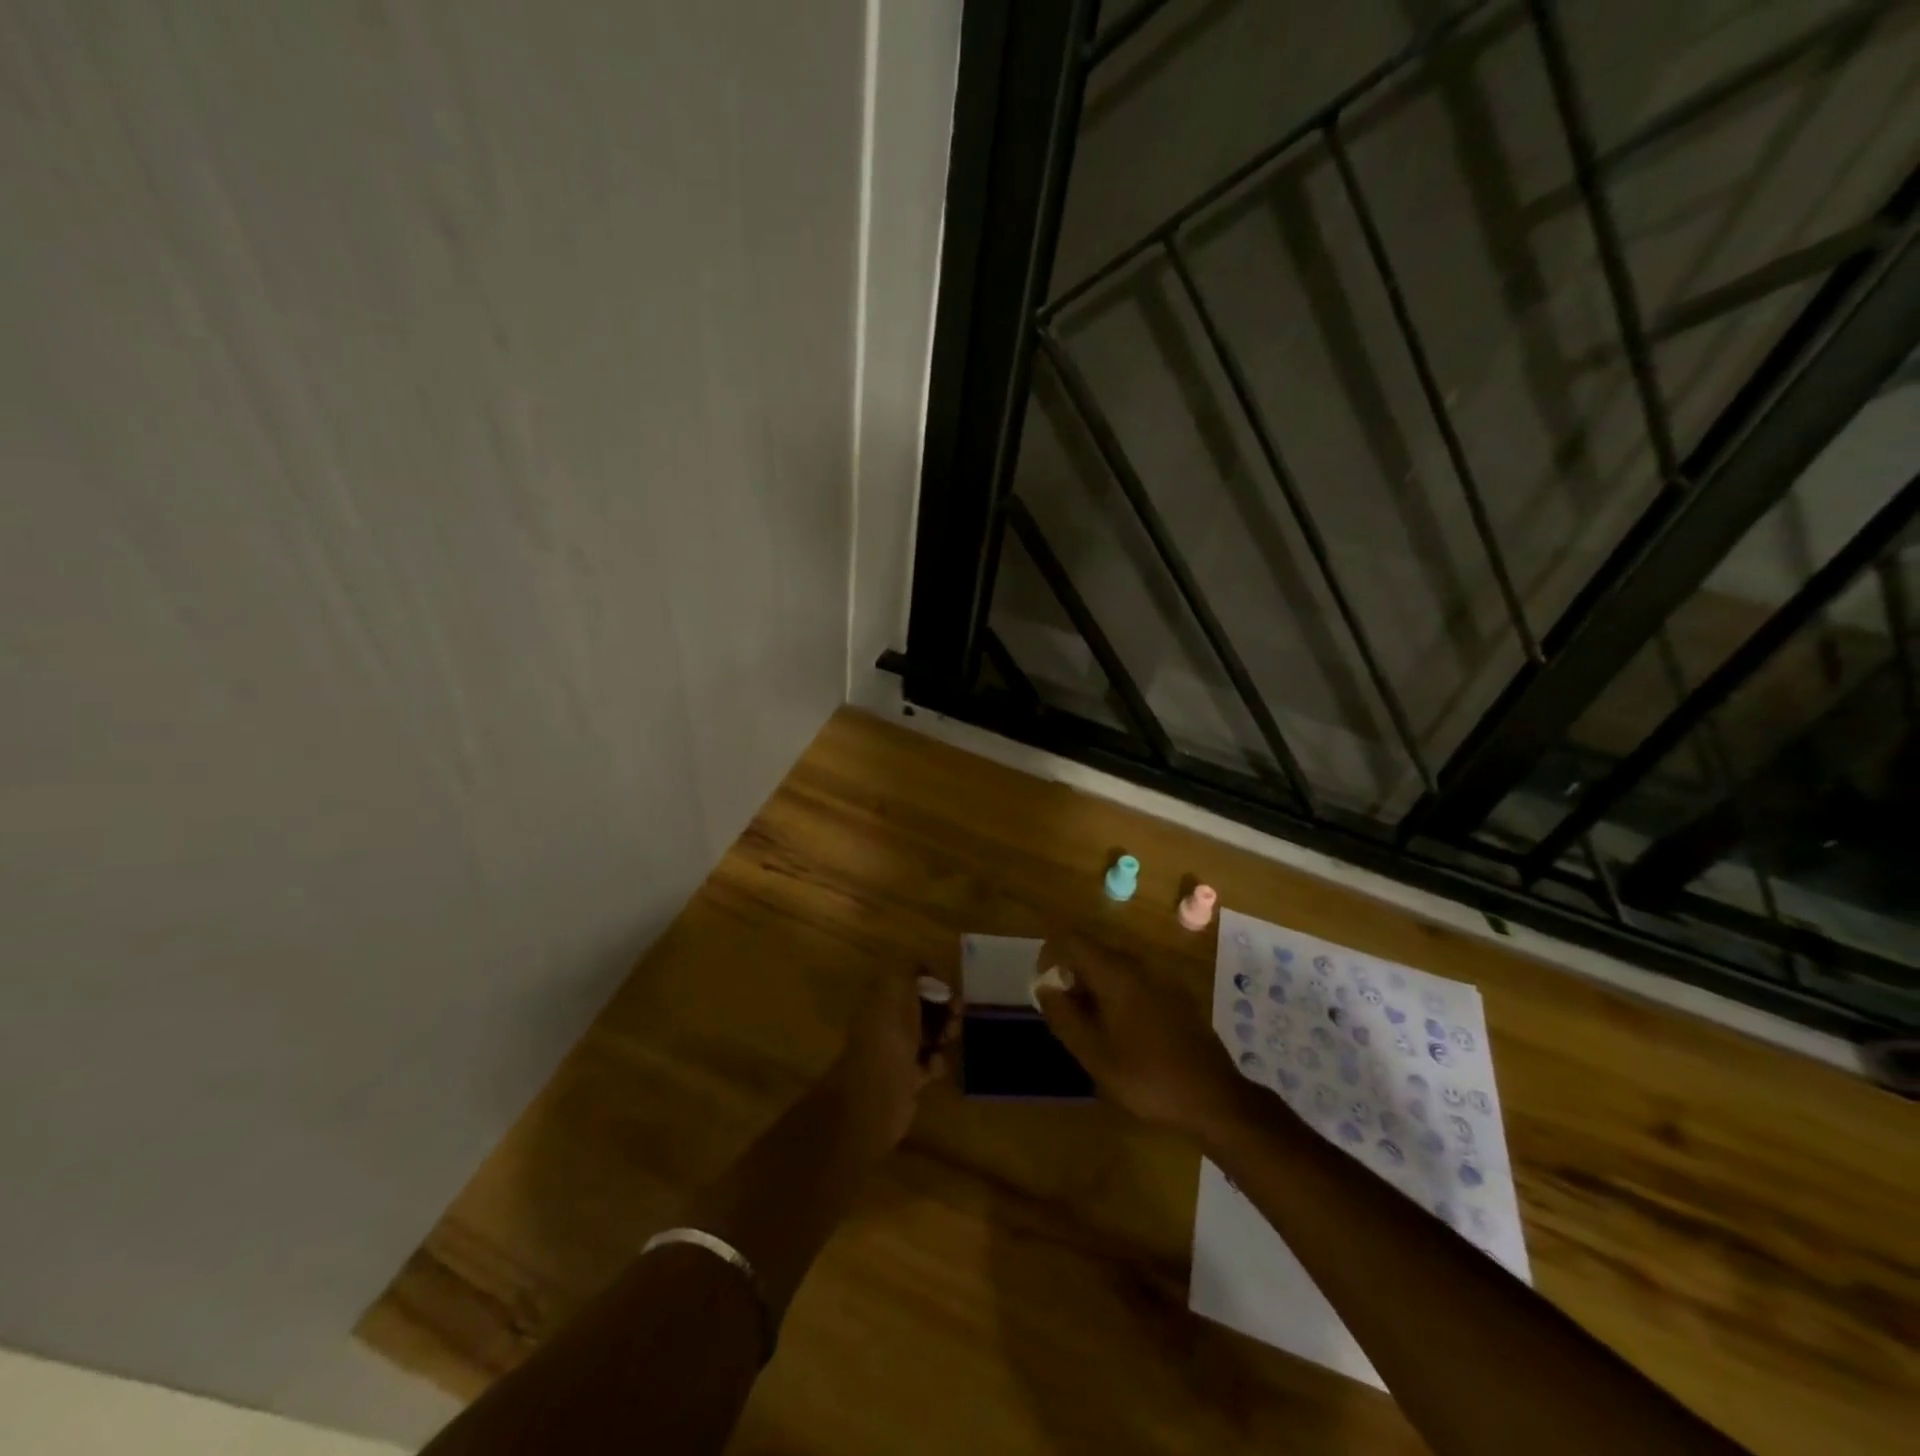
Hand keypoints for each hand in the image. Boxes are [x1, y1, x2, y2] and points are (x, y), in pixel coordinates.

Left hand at [824, 964, 958, 1150]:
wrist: (879, 1089)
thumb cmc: (890, 1030)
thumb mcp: (897, 982)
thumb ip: (910, 966)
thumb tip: (926, 969)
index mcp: (880, 994)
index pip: (911, 977)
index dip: (934, 979)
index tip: (950, 989)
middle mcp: (885, 1019)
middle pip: (924, 1005)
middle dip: (944, 1007)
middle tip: (956, 1015)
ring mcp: (895, 1049)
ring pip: (930, 1033)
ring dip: (945, 1033)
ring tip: (947, 1040)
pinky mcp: (906, 1076)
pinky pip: (929, 1062)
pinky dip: (936, 1061)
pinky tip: (932, 1065)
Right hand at [1034, 935, 1245, 1140]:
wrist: (1215, 1099)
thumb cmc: (1147, 1077)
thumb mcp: (1094, 1054)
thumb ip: (1064, 1016)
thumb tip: (1045, 988)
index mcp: (1116, 972)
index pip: (1072, 941)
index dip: (1049, 955)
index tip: (1041, 984)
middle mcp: (1140, 965)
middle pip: (1094, 951)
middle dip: (1071, 974)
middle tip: (1063, 1011)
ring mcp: (1162, 978)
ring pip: (1116, 966)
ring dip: (1094, 985)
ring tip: (1089, 1025)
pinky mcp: (1177, 995)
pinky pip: (1136, 980)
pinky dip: (1117, 993)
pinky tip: (1121, 1031)